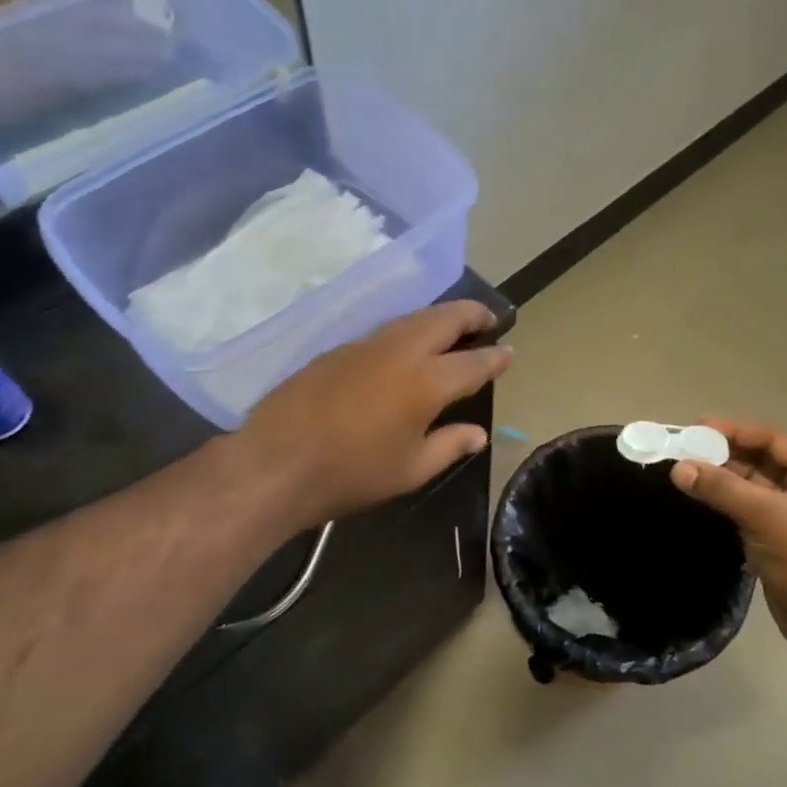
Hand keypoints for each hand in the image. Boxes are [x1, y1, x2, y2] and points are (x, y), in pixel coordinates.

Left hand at [237, 301, 511, 526]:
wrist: (276, 462)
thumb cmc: (352, 473)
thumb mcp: (411, 470)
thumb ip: (449, 446)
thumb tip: (478, 434)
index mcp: (426, 383)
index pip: (473, 362)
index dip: (495, 357)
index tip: (509, 351)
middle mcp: (400, 352)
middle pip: (444, 318)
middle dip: (471, 314)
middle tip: (487, 319)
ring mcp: (365, 346)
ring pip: (412, 318)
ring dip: (439, 317)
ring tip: (452, 327)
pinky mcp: (337, 350)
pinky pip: (385, 331)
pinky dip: (408, 330)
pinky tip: (407, 346)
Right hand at [671, 420, 786, 670]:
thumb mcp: (767, 518)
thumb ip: (722, 489)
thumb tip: (678, 468)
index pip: (773, 439)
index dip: (733, 431)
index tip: (694, 426)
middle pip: (763, 461)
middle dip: (724, 455)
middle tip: (682, 450)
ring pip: (754, 487)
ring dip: (723, 480)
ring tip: (684, 472)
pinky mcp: (783, 538)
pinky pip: (751, 510)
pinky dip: (728, 504)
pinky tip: (700, 499)